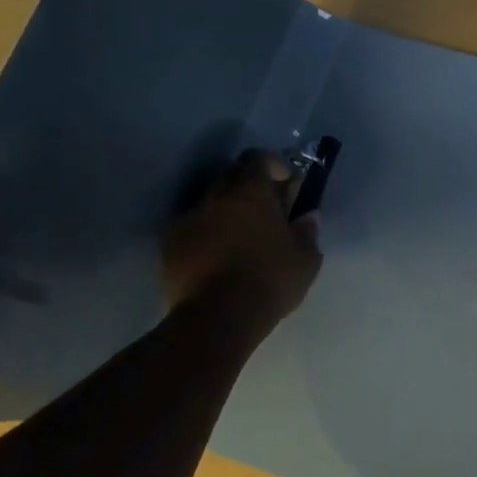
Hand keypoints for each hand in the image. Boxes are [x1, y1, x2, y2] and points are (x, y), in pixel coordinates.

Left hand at [162, 150, 321, 328]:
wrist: (216, 318)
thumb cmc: (269, 280)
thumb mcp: (306, 259)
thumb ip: (307, 231)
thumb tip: (307, 216)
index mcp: (249, 191)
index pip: (257, 158)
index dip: (273, 166)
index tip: (285, 184)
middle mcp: (214, 196)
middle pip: (230, 177)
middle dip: (248, 189)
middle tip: (266, 212)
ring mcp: (186, 221)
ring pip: (209, 206)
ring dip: (225, 214)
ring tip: (240, 240)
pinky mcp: (168, 248)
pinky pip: (192, 231)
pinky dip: (205, 238)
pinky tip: (218, 261)